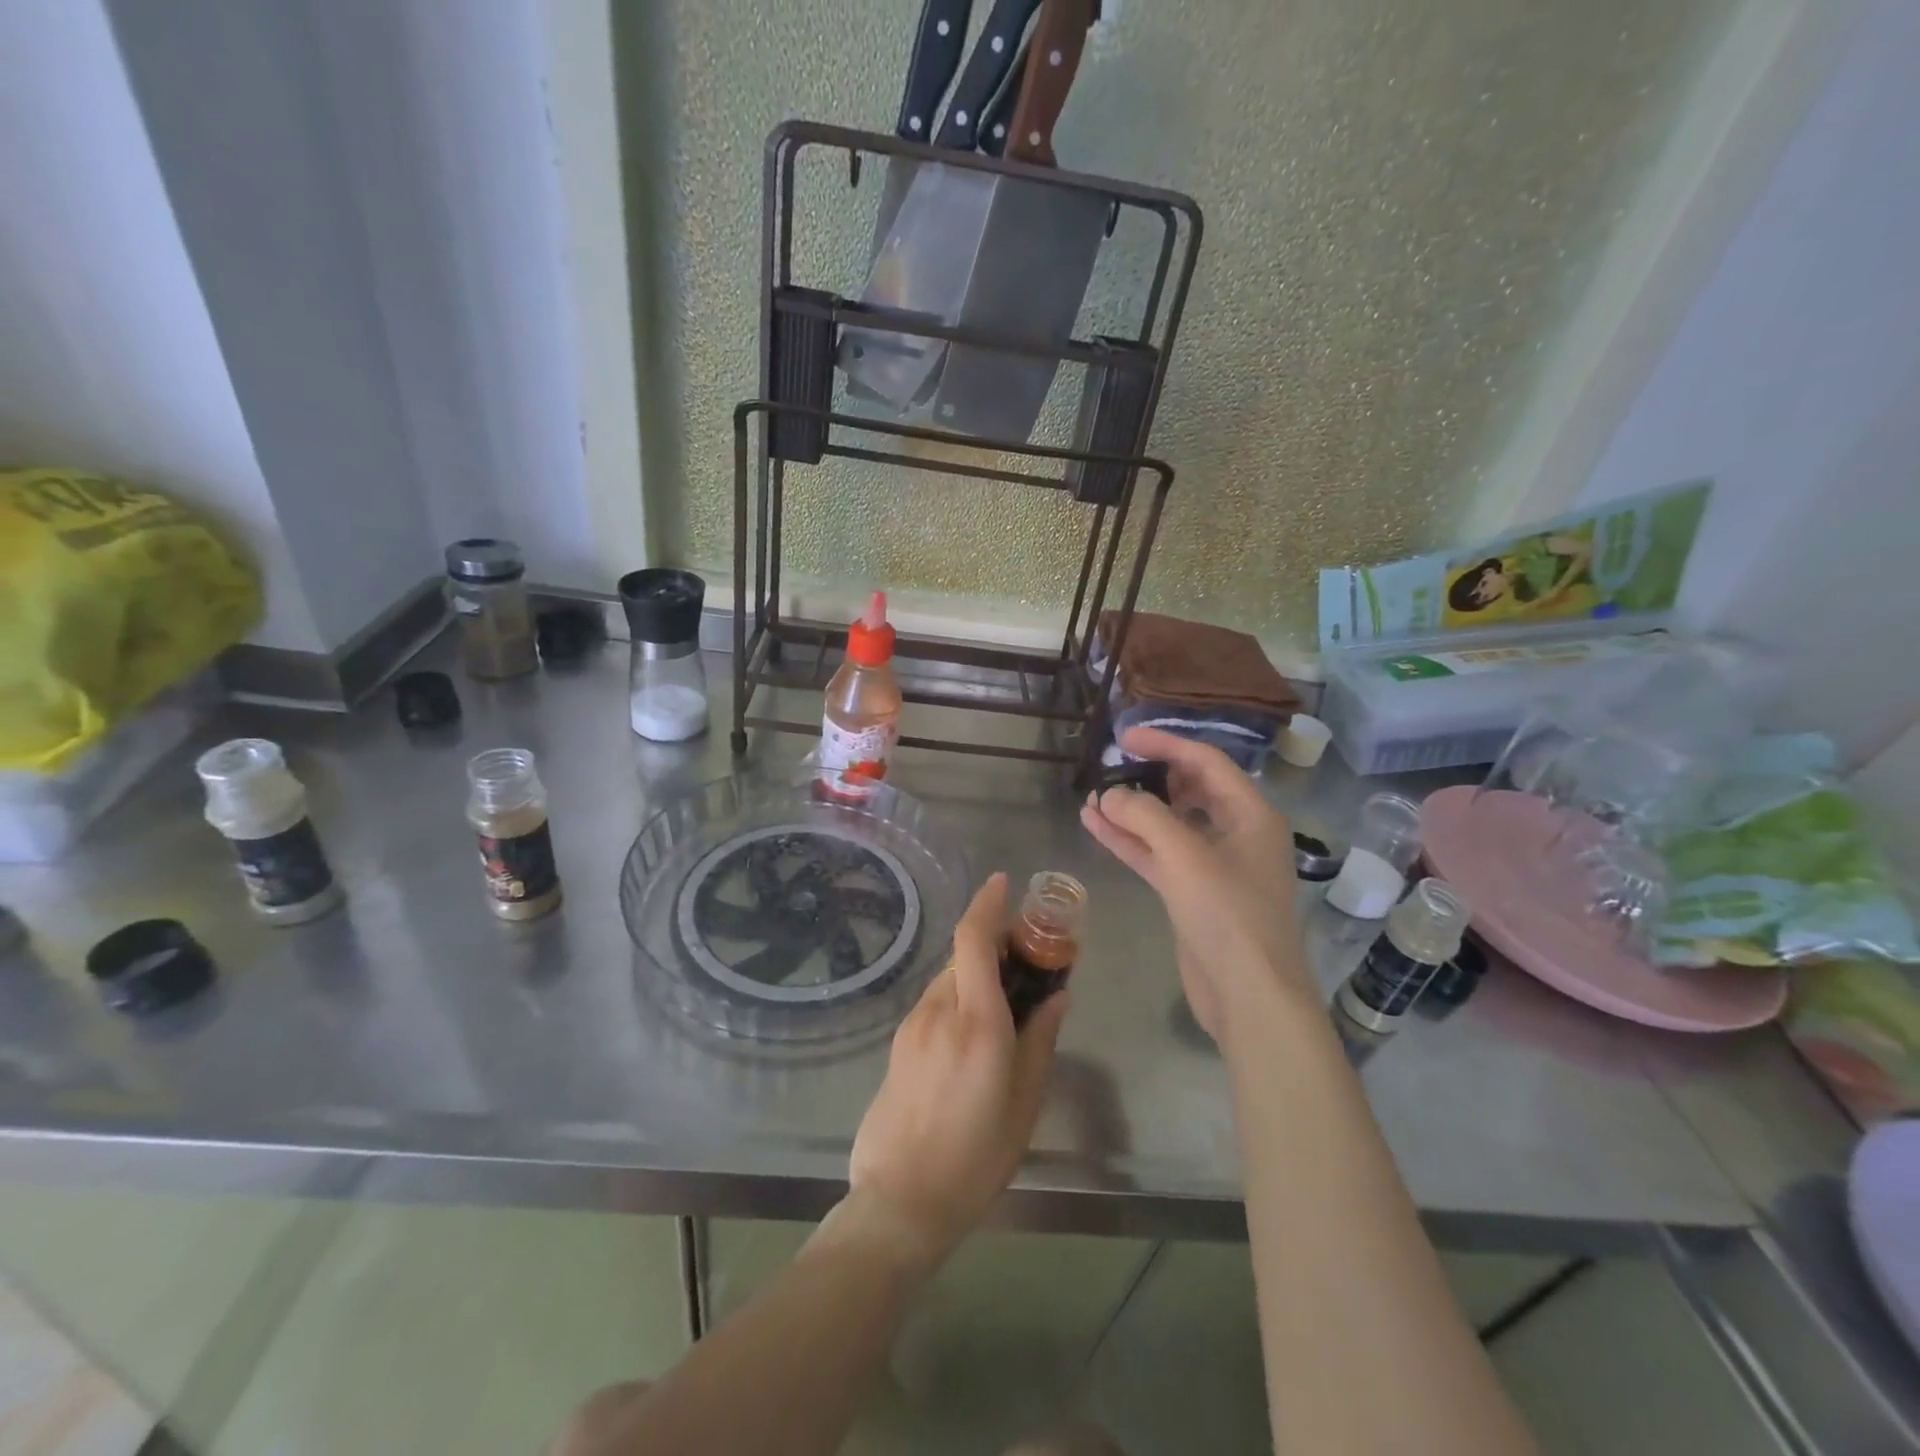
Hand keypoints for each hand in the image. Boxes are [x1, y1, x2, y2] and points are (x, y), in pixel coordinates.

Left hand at [848, 873, 1068, 1267]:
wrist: (900, 1200)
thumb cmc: (976, 1156)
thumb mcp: (1025, 1102)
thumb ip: (1041, 1038)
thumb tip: (1056, 995)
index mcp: (976, 1021)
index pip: (975, 939)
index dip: (988, 903)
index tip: (1004, 882)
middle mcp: (939, 1010)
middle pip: (964, 954)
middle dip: (993, 942)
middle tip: (1027, 958)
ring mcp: (912, 1025)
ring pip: (949, 978)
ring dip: (976, 972)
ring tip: (1006, 1001)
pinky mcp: (898, 1043)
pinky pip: (935, 1002)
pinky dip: (959, 996)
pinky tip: (975, 1033)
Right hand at [1080, 727, 1306, 1039]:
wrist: (1249, 995)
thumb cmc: (1228, 915)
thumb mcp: (1185, 855)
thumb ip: (1143, 815)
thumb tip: (1109, 793)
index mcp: (1251, 814)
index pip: (1205, 761)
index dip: (1165, 744)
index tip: (1124, 738)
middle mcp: (1236, 833)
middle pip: (1189, 790)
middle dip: (1148, 777)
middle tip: (1110, 767)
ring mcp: (1214, 866)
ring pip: (1168, 825)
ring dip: (1132, 811)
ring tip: (1092, 797)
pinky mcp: (1193, 894)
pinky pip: (1158, 855)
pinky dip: (1130, 841)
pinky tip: (1095, 825)